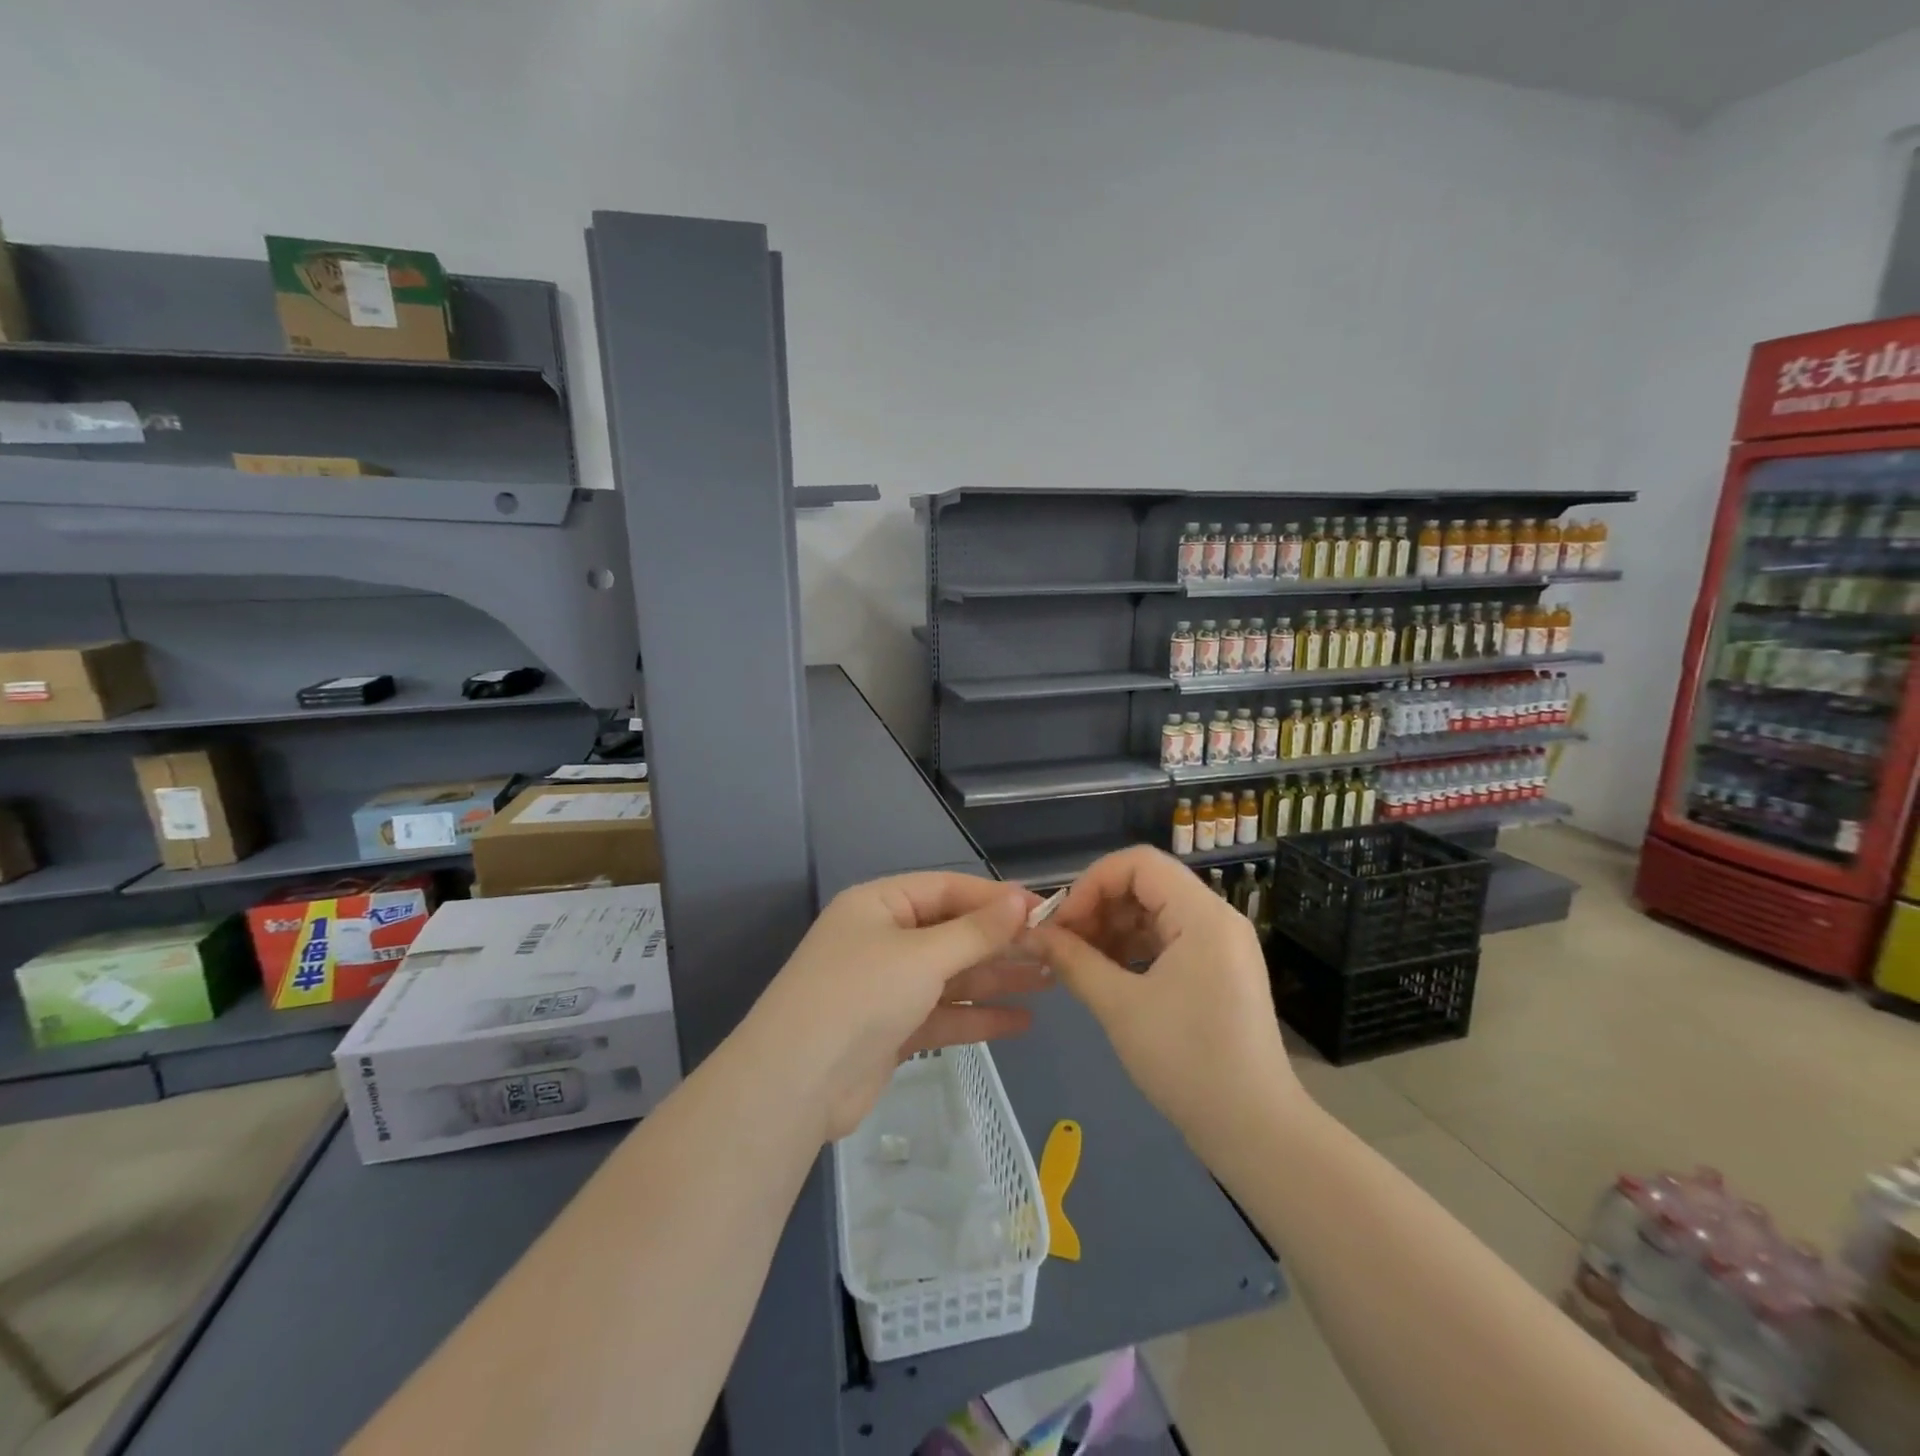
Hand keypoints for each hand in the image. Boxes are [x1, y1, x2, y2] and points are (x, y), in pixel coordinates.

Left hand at [750, 873, 1049, 1140]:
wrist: (796, 1084)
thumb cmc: (860, 996)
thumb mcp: (922, 955)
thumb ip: (975, 931)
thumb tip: (1021, 901)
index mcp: (880, 904)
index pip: (948, 889)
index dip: (996, 899)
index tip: (1044, 911)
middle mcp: (883, 938)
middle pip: (953, 933)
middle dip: (1002, 942)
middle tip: (1057, 951)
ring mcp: (887, 986)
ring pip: (952, 975)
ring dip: (997, 978)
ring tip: (1052, 982)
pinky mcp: (892, 1029)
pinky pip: (943, 1013)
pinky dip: (978, 1015)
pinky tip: (1021, 1022)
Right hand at [1032, 846, 1301, 1153]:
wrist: (1255, 1131)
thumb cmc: (1187, 1062)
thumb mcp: (1119, 1007)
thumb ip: (1073, 961)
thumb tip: (1032, 934)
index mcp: (1202, 915)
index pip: (1139, 863)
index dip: (1092, 882)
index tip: (1061, 922)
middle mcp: (1216, 918)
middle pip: (1146, 884)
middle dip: (1099, 906)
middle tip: (1063, 943)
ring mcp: (1221, 945)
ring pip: (1154, 912)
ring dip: (1112, 928)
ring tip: (1079, 961)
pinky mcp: (1218, 970)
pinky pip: (1168, 939)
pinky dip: (1133, 948)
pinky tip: (1106, 974)